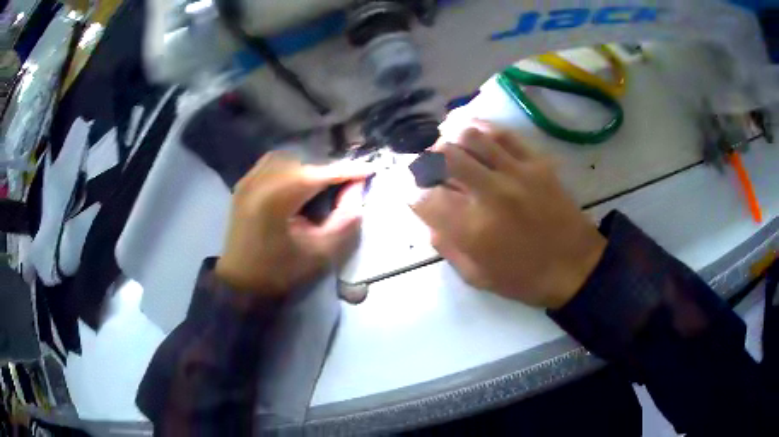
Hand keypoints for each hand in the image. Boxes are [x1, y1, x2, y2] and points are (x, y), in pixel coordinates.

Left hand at [216, 152, 368, 296]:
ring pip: (286, 158)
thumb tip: (356, 190)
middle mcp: (260, 181)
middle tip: (344, 185)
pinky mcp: (243, 184)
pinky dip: (289, 167)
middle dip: (327, 170)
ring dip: (307, 167)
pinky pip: (271, 163)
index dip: (347, 171)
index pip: (319, 175)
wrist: (239, 281)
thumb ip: (343, 221)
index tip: (369, 171)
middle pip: (303, 163)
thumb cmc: (278, 271)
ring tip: (320, 184)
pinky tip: (296, 183)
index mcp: (276, 199)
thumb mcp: (319, 254)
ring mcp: (248, 180)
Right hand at [412, 120, 605, 308]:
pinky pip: (503, 134)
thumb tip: (429, 218)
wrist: (575, 267)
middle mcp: (489, 194)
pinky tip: (472, 133)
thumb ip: (447, 246)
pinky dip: (481, 128)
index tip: (412, 194)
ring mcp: (515, 173)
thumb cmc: (525, 279)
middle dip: (424, 159)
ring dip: (449, 139)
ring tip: (447, 147)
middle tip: (425, 167)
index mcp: (472, 229)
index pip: (424, 196)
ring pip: (470, 137)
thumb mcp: (477, 276)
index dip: (410, 192)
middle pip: (442, 157)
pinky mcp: (536, 163)